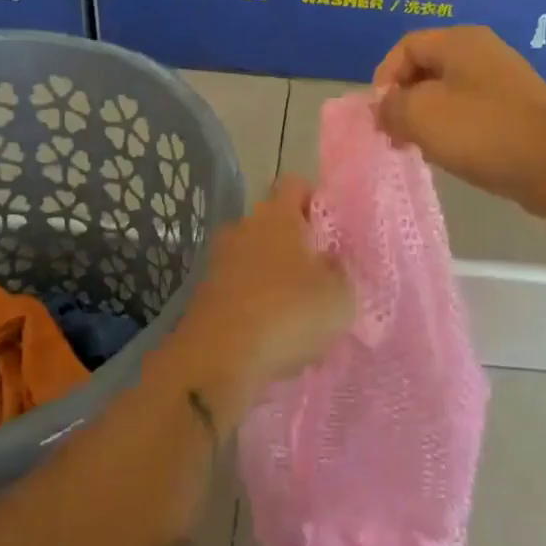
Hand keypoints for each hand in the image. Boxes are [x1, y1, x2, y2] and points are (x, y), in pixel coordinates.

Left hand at [180, 177, 353, 394]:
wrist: (217, 360)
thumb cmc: (287, 314)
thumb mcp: (339, 296)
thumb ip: (341, 272)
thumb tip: (330, 262)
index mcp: (277, 215)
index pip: (295, 184)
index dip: (315, 200)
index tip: (331, 229)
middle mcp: (244, 227)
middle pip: (273, 222)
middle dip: (295, 243)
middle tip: (320, 274)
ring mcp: (219, 260)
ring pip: (255, 258)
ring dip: (274, 277)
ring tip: (298, 314)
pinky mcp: (205, 294)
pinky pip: (239, 289)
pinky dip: (255, 304)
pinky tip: (272, 336)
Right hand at [374, 26, 545, 219]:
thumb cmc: (482, 132)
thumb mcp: (421, 116)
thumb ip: (390, 107)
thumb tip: (382, 108)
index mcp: (460, 41)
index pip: (406, 46)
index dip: (383, 77)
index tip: (380, 114)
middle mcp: (483, 50)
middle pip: (427, 67)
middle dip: (404, 99)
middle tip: (394, 133)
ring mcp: (504, 79)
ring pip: (449, 91)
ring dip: (427, 117)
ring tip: (419, 147)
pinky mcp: (518, 107)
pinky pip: (472, 109)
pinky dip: (454, 127)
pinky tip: (452, 153)